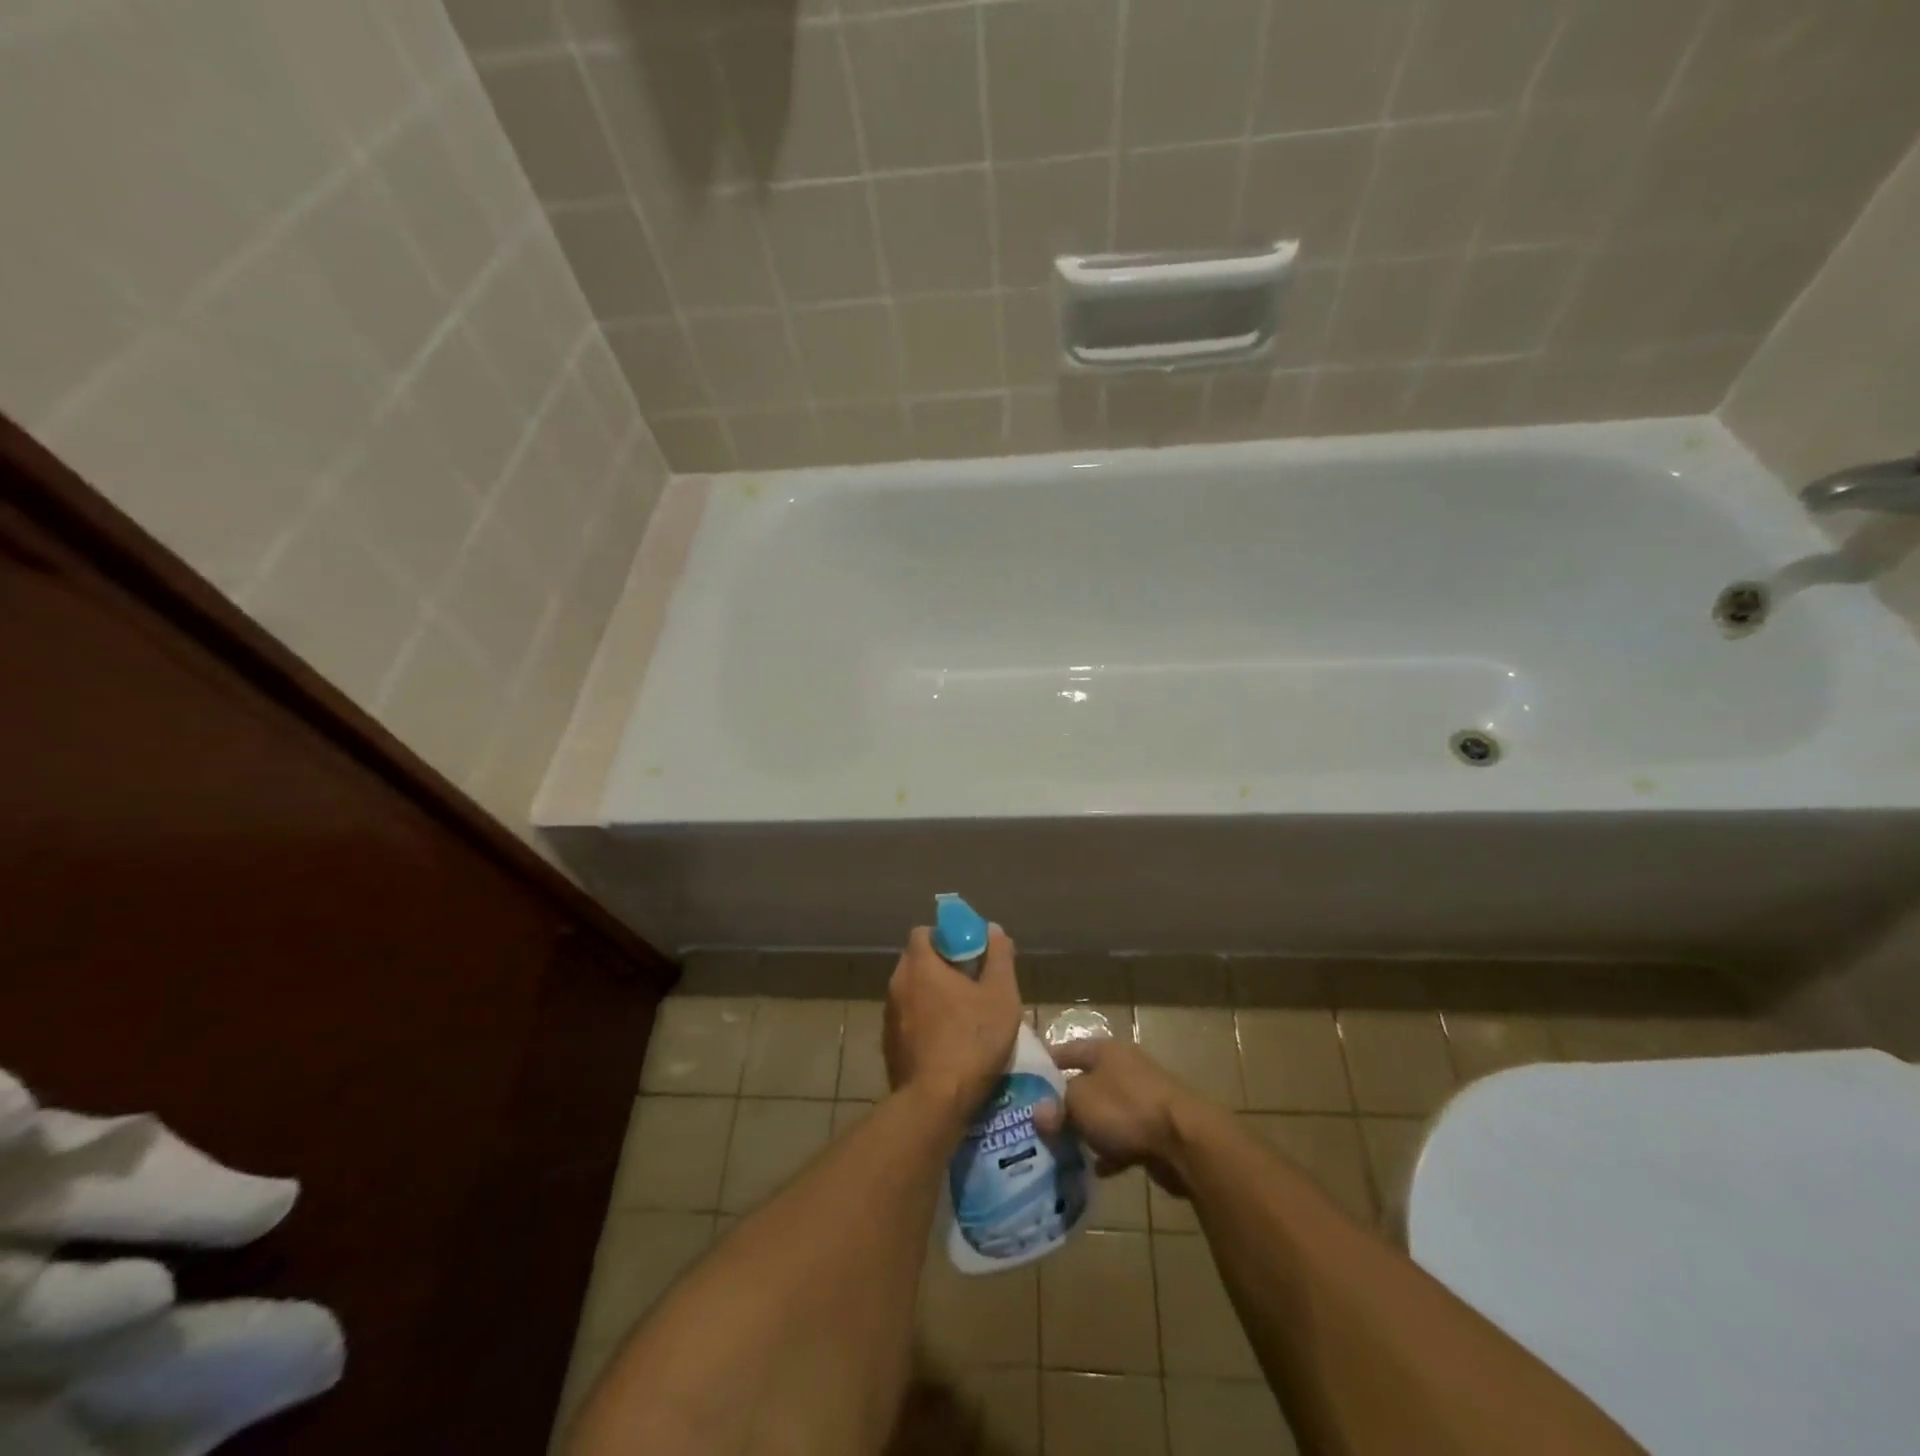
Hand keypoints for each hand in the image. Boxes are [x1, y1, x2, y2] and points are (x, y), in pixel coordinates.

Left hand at [884, 925, 1023, 1120]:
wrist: (935, 1102)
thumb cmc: (972, 1040)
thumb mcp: (1000, 996)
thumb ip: (999, 957)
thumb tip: (994, 930)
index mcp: (919, 965)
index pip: (925, 932)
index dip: (948, 937)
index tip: (970, 952)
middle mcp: (897, 984)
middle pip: (918, 961)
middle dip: (942, 967)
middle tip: (972, 983)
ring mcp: (889, 1016)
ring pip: (912, 993)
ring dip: (933, 996)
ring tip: (963, 1015)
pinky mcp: (888, 1046)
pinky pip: (908, 1021)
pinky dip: (925, 1022)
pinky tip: (947, 1042)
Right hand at [1034, 1038, 1200, 1197]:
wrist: (1185, 1141)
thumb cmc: (1125, 1108)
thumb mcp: (1080, 1102)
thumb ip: (1057, 1106)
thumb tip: (1040, 1113)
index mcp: (1105, 1051)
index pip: (1067, 1049)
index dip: (1046, 1063)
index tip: (1024, 1080)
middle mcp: (1124, 1068)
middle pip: (1086, 1082)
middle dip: (1065, 1103)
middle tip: (1039, 1122)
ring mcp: (1143, 1099)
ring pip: (1105, 1113)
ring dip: (1087, 1130)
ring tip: (1062, 1149)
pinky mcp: (1155, 1129)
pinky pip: (1124, 1139)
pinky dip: (1110, 1152)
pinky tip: (1095, 1169)